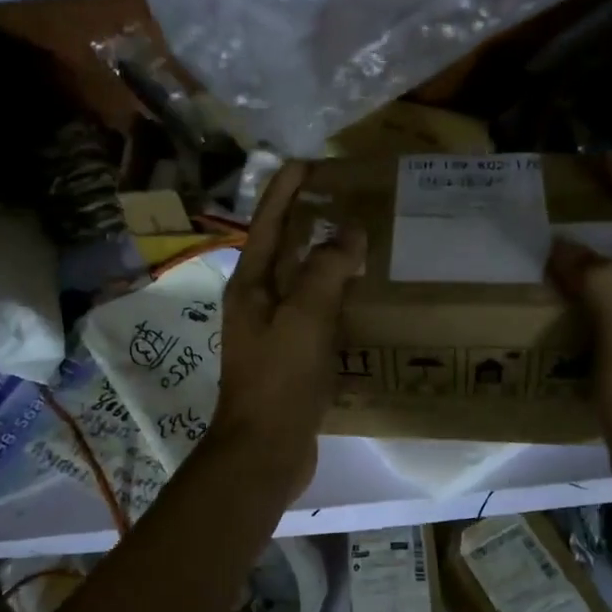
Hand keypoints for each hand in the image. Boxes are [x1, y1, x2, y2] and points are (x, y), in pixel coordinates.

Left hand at [206, 161, 365, 501]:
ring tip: (358, 240)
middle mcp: (257, 303)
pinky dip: (335, 298)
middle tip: (342, 197)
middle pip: (282, 250)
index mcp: (251, 286)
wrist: (266, 450)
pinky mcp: (291, 357)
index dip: (285, 190)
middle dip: (306, 220)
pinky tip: (360, 298)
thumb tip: (348, 232)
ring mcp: (273, 332)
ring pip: (301, 283)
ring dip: (324, 259)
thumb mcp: (304, 317)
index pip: (267, 224)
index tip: (308, 161)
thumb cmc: (280, 379)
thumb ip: (326, 269)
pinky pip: (315, 314)